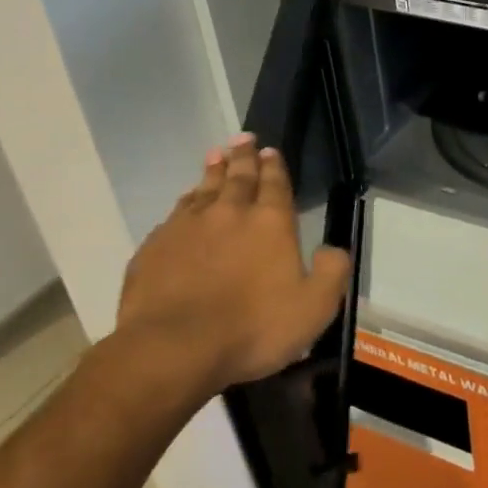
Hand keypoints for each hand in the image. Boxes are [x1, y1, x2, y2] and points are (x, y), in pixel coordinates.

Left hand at [117, 135, 351, 401]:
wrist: (174, 349)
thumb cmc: (253, 329)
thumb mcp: (315, 308)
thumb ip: (332, 272)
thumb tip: (332, 249)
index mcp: (270, 223)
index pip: (275, 184)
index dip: (274, 166)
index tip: (270, 150)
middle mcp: (229, 213)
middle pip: (238, 177)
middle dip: (243, 156)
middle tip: (243, 138)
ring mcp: (187, 228)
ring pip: (203, 189)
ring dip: (213, 171)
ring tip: (216, 155)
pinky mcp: (154, 248)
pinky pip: (174, 215)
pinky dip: (184, 203)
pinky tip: (185, 203)